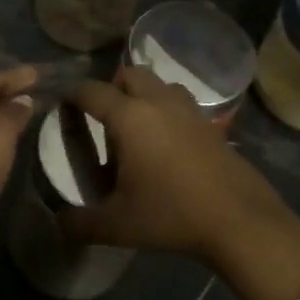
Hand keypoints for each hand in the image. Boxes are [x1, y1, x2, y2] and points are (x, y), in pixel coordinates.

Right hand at [61, 68, 299, 275]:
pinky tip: (165, 144)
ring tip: (135, 127)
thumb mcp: (116, 225)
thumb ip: (80, 223)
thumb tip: (59, 223)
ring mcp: (190, 111)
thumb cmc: (171, 215)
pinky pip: (181, 103)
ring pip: (160, 84)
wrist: (240, 221)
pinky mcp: (211, 125)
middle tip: (101, 118)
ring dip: (143, 94)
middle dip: (110, 87)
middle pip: (129, 74)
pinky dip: (167, 111)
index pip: (91, 91)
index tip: (62, 105)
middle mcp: (158, 103)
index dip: (72, 94)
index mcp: (129, 117)